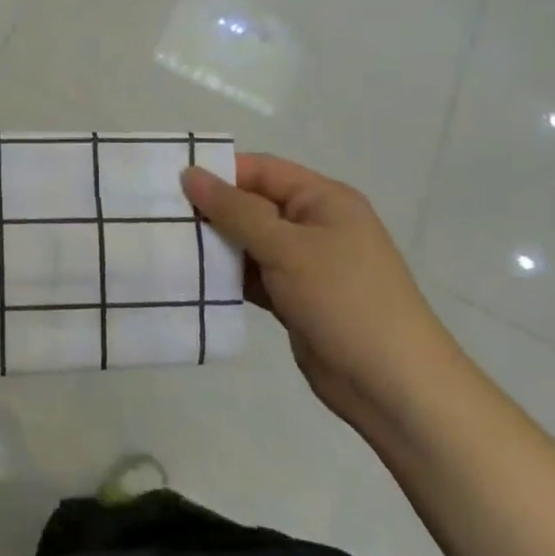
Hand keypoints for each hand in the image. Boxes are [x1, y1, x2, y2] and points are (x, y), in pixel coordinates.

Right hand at [181, 154, 460, 431]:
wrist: (394, 386)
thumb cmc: (344, 300)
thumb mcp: (286, 248)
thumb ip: (235, 210)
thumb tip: (190, 173)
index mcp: (323, 200)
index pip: (261, 170)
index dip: (218, 172)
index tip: (170, 182)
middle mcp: (314, 224)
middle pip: (252, 205)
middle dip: (211, 210)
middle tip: (160, 216)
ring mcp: (305, 264)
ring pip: (249, 242)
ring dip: (215, 245)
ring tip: (166, 245)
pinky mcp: (295, 298)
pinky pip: (252, 275)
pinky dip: (227, 276)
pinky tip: (192, 279)